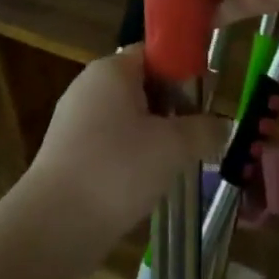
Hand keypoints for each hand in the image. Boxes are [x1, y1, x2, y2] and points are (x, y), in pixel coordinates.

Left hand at [16, 47, 225, 271]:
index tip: (209, 96)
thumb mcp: (174, 146)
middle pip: (143, 84)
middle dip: (174, 107)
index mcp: (111, 69)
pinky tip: (148, 183)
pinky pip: (111, 142)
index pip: (155, 51)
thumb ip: (205, 130)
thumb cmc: (118, 170)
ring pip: (129, 117)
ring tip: (180, 162)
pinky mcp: (69, 153)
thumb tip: (225, 126)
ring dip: (156, 135)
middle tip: (200, 133)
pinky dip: (133, 156)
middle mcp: (89, 86)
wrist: (53, 227)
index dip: (185, 69)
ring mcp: (75, 120)